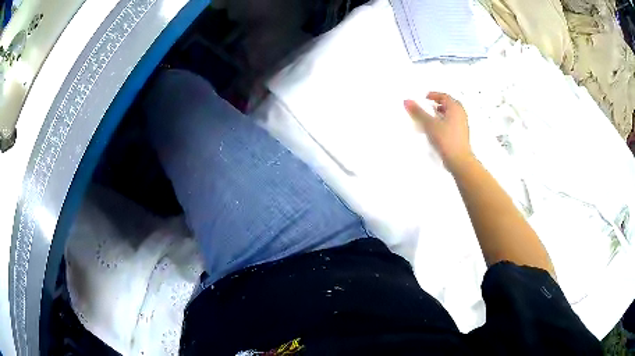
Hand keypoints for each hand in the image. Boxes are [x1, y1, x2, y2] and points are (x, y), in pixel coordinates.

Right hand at [404, 92, 473, 171]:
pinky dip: (444, 124)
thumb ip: (418, 112)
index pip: (444, 96)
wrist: (459, 160)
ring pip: (451, 115)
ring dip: (441, 115)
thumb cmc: (447, 140)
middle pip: (449, 105)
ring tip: (430, 120)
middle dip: (438, 105)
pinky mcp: (461, 136)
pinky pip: (452, 125)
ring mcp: (462, 126)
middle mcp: (461, 115)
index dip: (434, 95)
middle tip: (429, 107)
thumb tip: (407, 101)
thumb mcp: (429, 124)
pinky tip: (436, 132)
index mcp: (455, 108)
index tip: (425, 98)